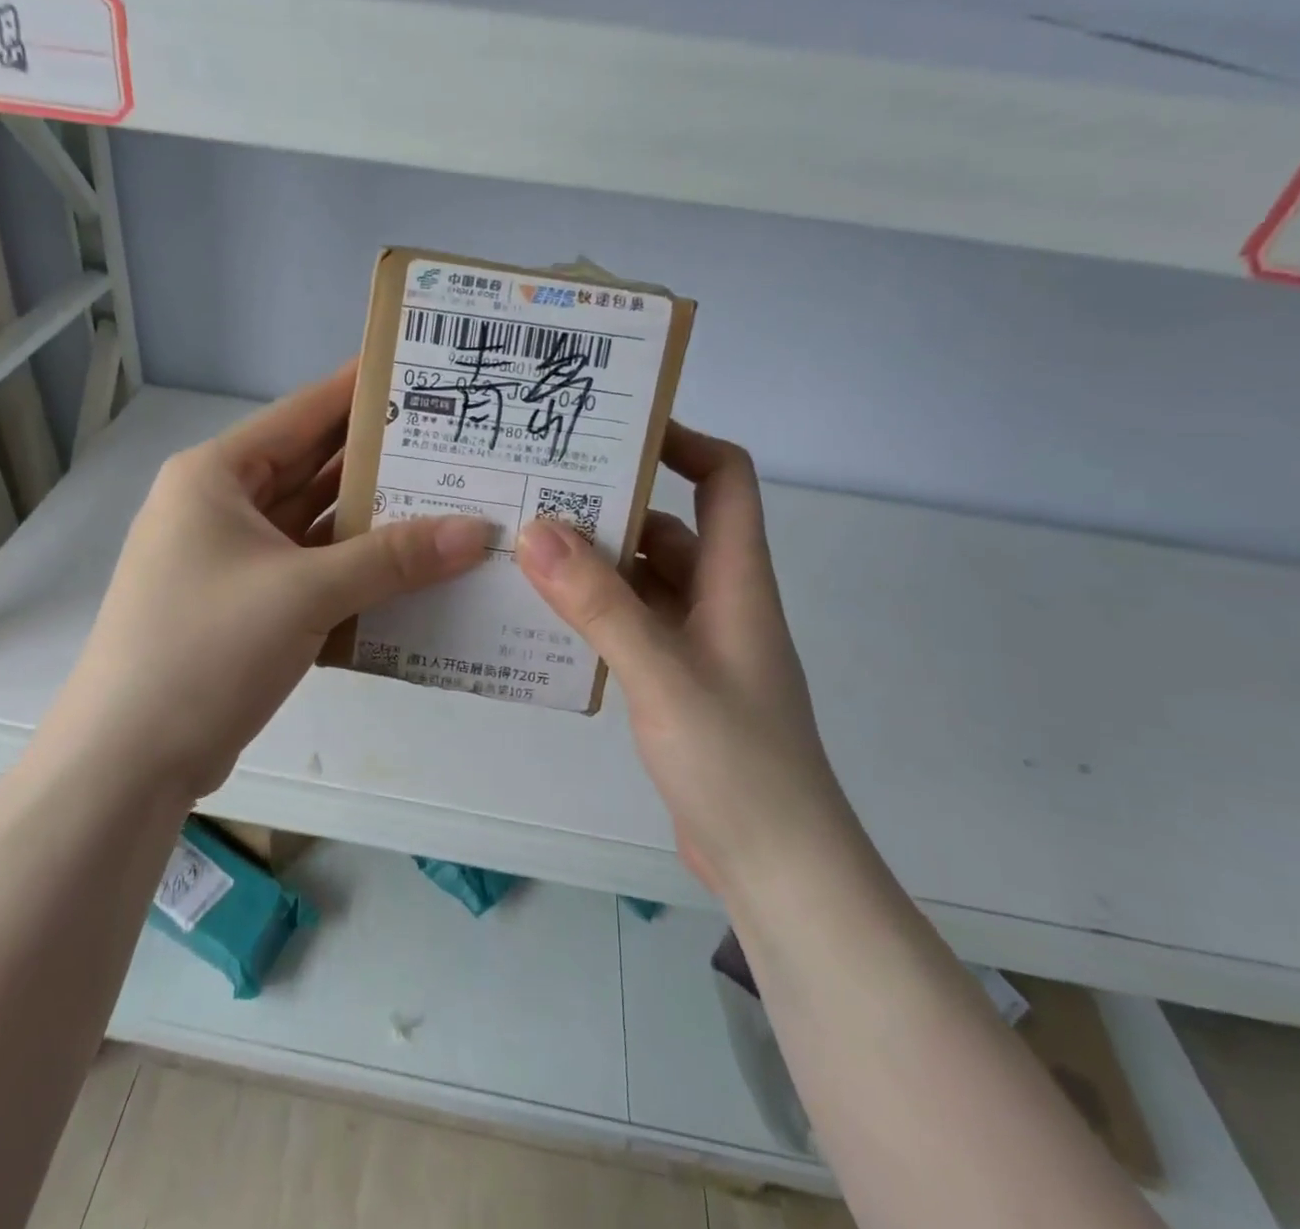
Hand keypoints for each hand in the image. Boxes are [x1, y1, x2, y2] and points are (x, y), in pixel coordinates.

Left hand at [61, 363, 492, 798]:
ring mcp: (231, 559)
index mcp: (216, 476)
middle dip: (380, 460)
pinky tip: (410, 567)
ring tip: (448, 501)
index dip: (362, 390)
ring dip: (372, 520)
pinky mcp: (244, 606)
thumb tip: (477, 532)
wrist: (128, 762)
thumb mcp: (304, 593)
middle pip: (312, 468)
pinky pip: (310, 569)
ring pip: (314, 523)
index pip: (302, 413)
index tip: (424, 372)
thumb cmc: (205, 650)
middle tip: (455, 445)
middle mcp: (220, 506)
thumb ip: (394, 558)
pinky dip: (354, 568)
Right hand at [515, 421, 843, 900]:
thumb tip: (537, 530)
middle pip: (671, 526)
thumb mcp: (662, 674)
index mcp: (736, 581)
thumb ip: (599, 603)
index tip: (617, 430)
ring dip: (594, 563)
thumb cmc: (737, 763)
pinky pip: (631, 624)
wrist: (776, 868)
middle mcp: (719, 601)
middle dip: (612, 504)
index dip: (683, 442)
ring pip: (644, 579)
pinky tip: (543, 615)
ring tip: (524, 545)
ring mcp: (697, 643)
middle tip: (538, 488)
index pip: (726, 480)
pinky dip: (593, 611)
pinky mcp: (675, 682)